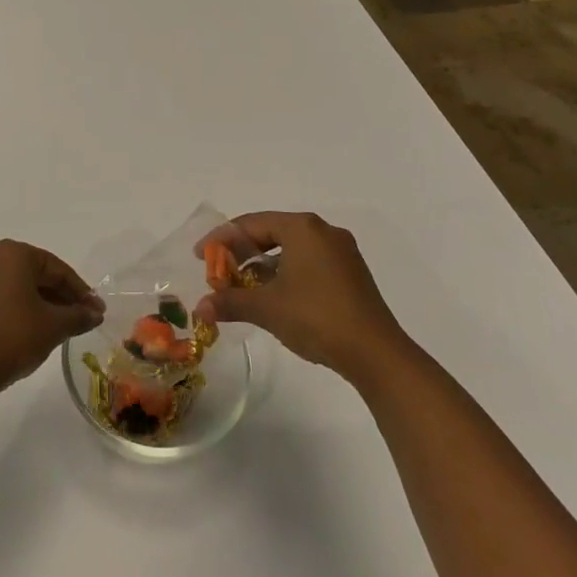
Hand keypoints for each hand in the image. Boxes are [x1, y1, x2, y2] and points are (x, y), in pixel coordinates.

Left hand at [0, 240, 105, 391]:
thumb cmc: (13, 336)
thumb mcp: (54, 327)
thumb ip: (78, 316)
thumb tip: (94, 313)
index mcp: (13, 254)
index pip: (56, 269)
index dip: (80, 291)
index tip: (95, 311)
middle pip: (30, 275)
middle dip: (55, 297)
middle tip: (74, 319)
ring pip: (7, 289)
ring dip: (29, 305)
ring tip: (46, 330)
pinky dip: (4, 315)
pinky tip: (14, 337)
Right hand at [194, 212, 407, 381]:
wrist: (376, 353)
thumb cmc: (317, 318)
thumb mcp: (268, 308)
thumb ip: (231, 302)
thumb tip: (200, 308)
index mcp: (302, 227)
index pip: (251, 223)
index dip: (222, 240)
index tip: (200, 257)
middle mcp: (323, 231)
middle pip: (272, 232)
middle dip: (242, 252)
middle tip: (219, 271)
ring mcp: (341, 252)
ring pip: (291, 249)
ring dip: (263, 265)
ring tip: (242, 286)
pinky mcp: (351, 273)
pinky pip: (309, 262)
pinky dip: (286, 273)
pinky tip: (274, 296)